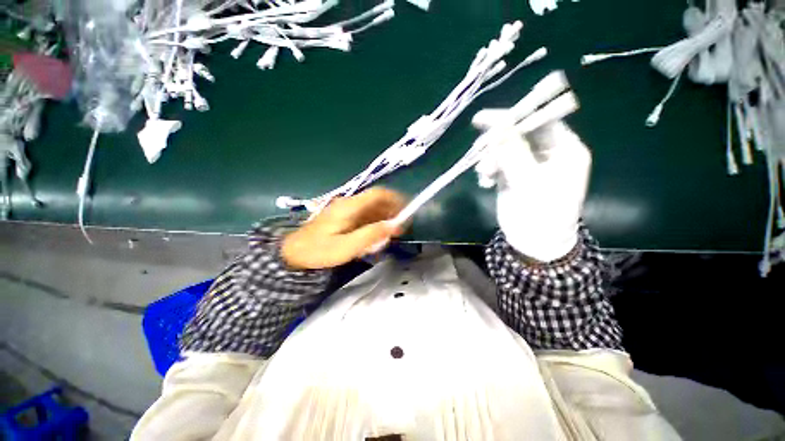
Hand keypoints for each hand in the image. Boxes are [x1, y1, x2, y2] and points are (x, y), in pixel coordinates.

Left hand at [281, 187, 405, 269]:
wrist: (293, 253)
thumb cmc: (319, 251)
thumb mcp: (346, 247)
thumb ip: (371, 235)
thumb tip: (394, 225)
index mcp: (350, 207)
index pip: (377, 194)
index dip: (395, 199)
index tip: (407, 211)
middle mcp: (350, 204)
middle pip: (377, 200)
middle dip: (392, 211)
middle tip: (400, 228)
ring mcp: (346, 210)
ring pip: (373, 208)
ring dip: (385, 218)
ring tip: (390, 234)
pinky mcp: (345, 217)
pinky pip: (366, 215)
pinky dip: (376, 223)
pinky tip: (376, 235)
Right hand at [472, 116, 591, 261]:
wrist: (533, 243)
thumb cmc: (541, 214)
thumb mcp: (528, 181)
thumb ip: (513, 152)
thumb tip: (498, 124)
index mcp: (564, 149)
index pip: (541, 120)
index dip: (513, 116)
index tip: (484, 119)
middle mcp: (548, 153)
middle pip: (519, 134)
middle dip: (497, 143)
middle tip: (479, 149)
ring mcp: (528, 164)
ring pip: (504, 150)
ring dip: (490, 159)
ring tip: (484, 174)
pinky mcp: (513, 175)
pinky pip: (498, 164)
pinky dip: (488, 170)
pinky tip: (485, 182)